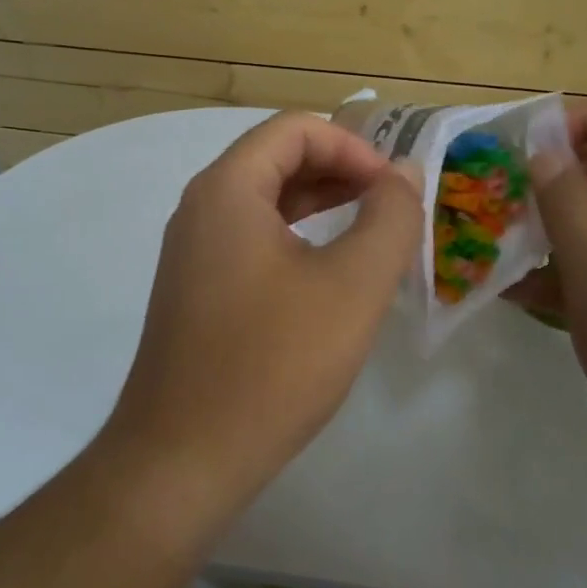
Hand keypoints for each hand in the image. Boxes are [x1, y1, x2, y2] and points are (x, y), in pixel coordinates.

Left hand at [102, 112, 422, 515]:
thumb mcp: (352, 286)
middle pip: (276, 159)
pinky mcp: (197, 290)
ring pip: (265, 202)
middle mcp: (200, 208)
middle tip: (392, 207)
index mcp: (227, 189)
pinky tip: (330, 275)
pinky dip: (297, 239)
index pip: (295, 129)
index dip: (353, 147)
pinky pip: (252, 241)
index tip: (394, 189)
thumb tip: (404, 174)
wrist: (182, 458)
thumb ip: (389, 219)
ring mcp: (193, 252)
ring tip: (372, 233)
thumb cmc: (272, 364)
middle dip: (340, 172)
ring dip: (321, 205)